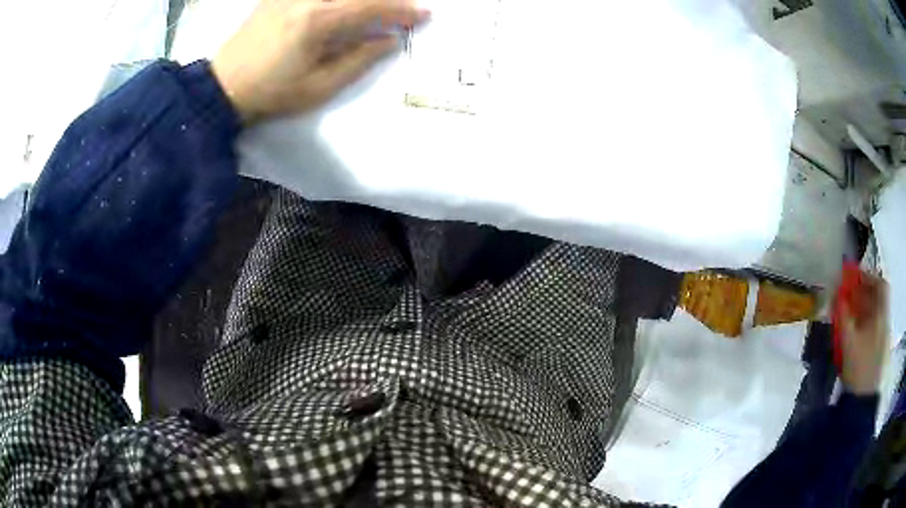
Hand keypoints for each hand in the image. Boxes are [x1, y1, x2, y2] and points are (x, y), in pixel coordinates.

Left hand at [211, 0, 428, 123]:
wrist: (223, 87)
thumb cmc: (272, 93)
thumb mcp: (320, 87)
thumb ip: (359, 60)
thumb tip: (390, 40)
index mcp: (319, 20)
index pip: (372, 6)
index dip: (402, 10)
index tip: (423, 15)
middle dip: (388, 0)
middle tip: (404, 11)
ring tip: (377, 9)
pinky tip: (345, 7)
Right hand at [840, 273, 888, 395]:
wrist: (863, 400)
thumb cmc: (858, 366)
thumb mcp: (848, 340)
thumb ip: (842, 314)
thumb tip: (836, 292)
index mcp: (881, 314)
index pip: (880, 284)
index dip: (869, 277)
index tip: (855, 277)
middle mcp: (885, 321)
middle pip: (878, 299)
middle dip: (864, 294)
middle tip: (850, 295)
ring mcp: (883, 337)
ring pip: (876, 314)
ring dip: (864, 309)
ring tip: (850, 314)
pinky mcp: (879, 351)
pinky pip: (874, 327)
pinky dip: (866, 324)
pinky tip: (856, 333)